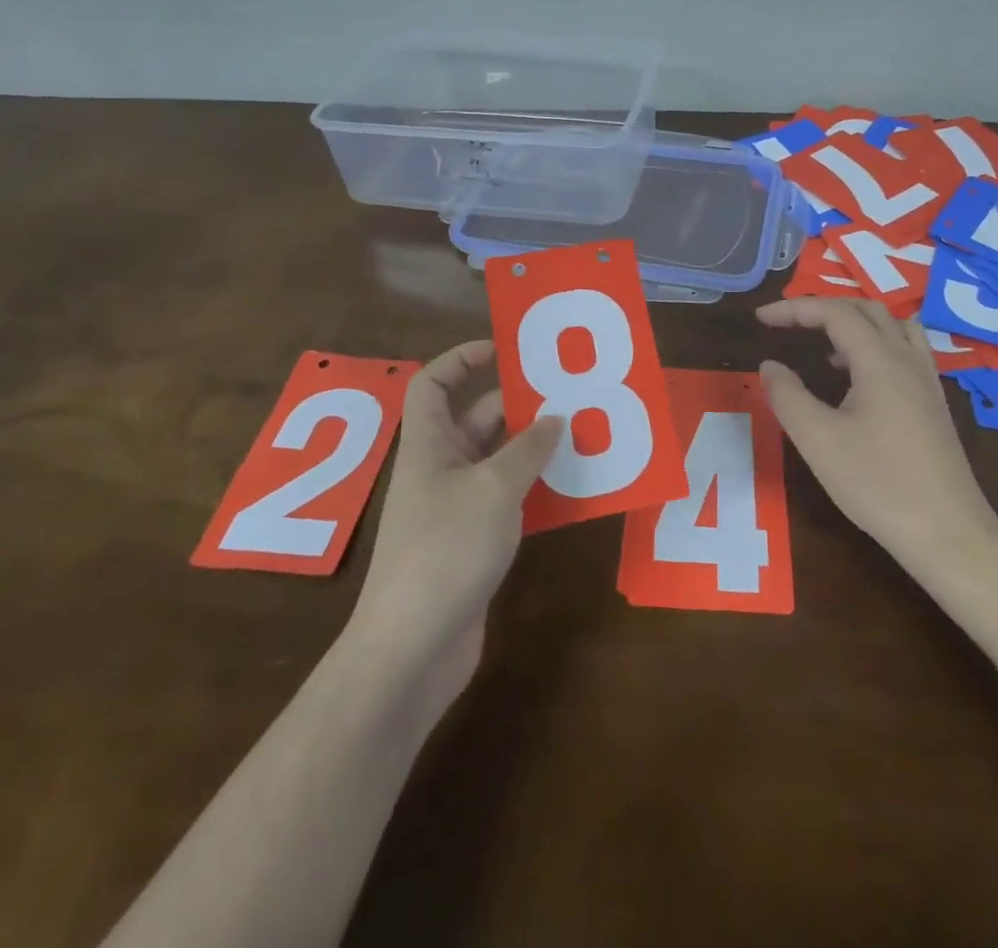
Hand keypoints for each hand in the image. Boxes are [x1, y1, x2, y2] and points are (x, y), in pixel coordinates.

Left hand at [347, 341, 561, 716]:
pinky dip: (536, 487)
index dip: (463, 358)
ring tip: (584, 433)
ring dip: (535, 447)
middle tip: (570, 393)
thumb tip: (556, 417)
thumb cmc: (445, 551)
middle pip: (476, 418)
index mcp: (428, 443)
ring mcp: (455, 506)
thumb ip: (528, 449)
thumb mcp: (493, 490)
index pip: (434, 382)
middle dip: (519, 403)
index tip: (507, 350)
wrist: (413, 649)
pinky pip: (507, 497)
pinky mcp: (473, 540)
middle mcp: (440, 467)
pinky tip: (574, 488)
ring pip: (497, 459)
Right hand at [756, 298, 997, 574]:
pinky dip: (874, 345)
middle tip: (788, 324)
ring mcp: (926, 381)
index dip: (795, 308)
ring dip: (853, 323)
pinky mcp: (933, 403)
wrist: (948, 534)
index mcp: (880, 360)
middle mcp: (907, 359)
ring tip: (823, 345)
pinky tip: (855, 379)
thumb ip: (787, 396)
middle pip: (866, 309)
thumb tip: (770, 365)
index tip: (761, 318)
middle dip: (823, 308)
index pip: (834, 313)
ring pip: (892, 326)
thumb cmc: (878, 484)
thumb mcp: (818, 440)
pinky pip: (904, 350)